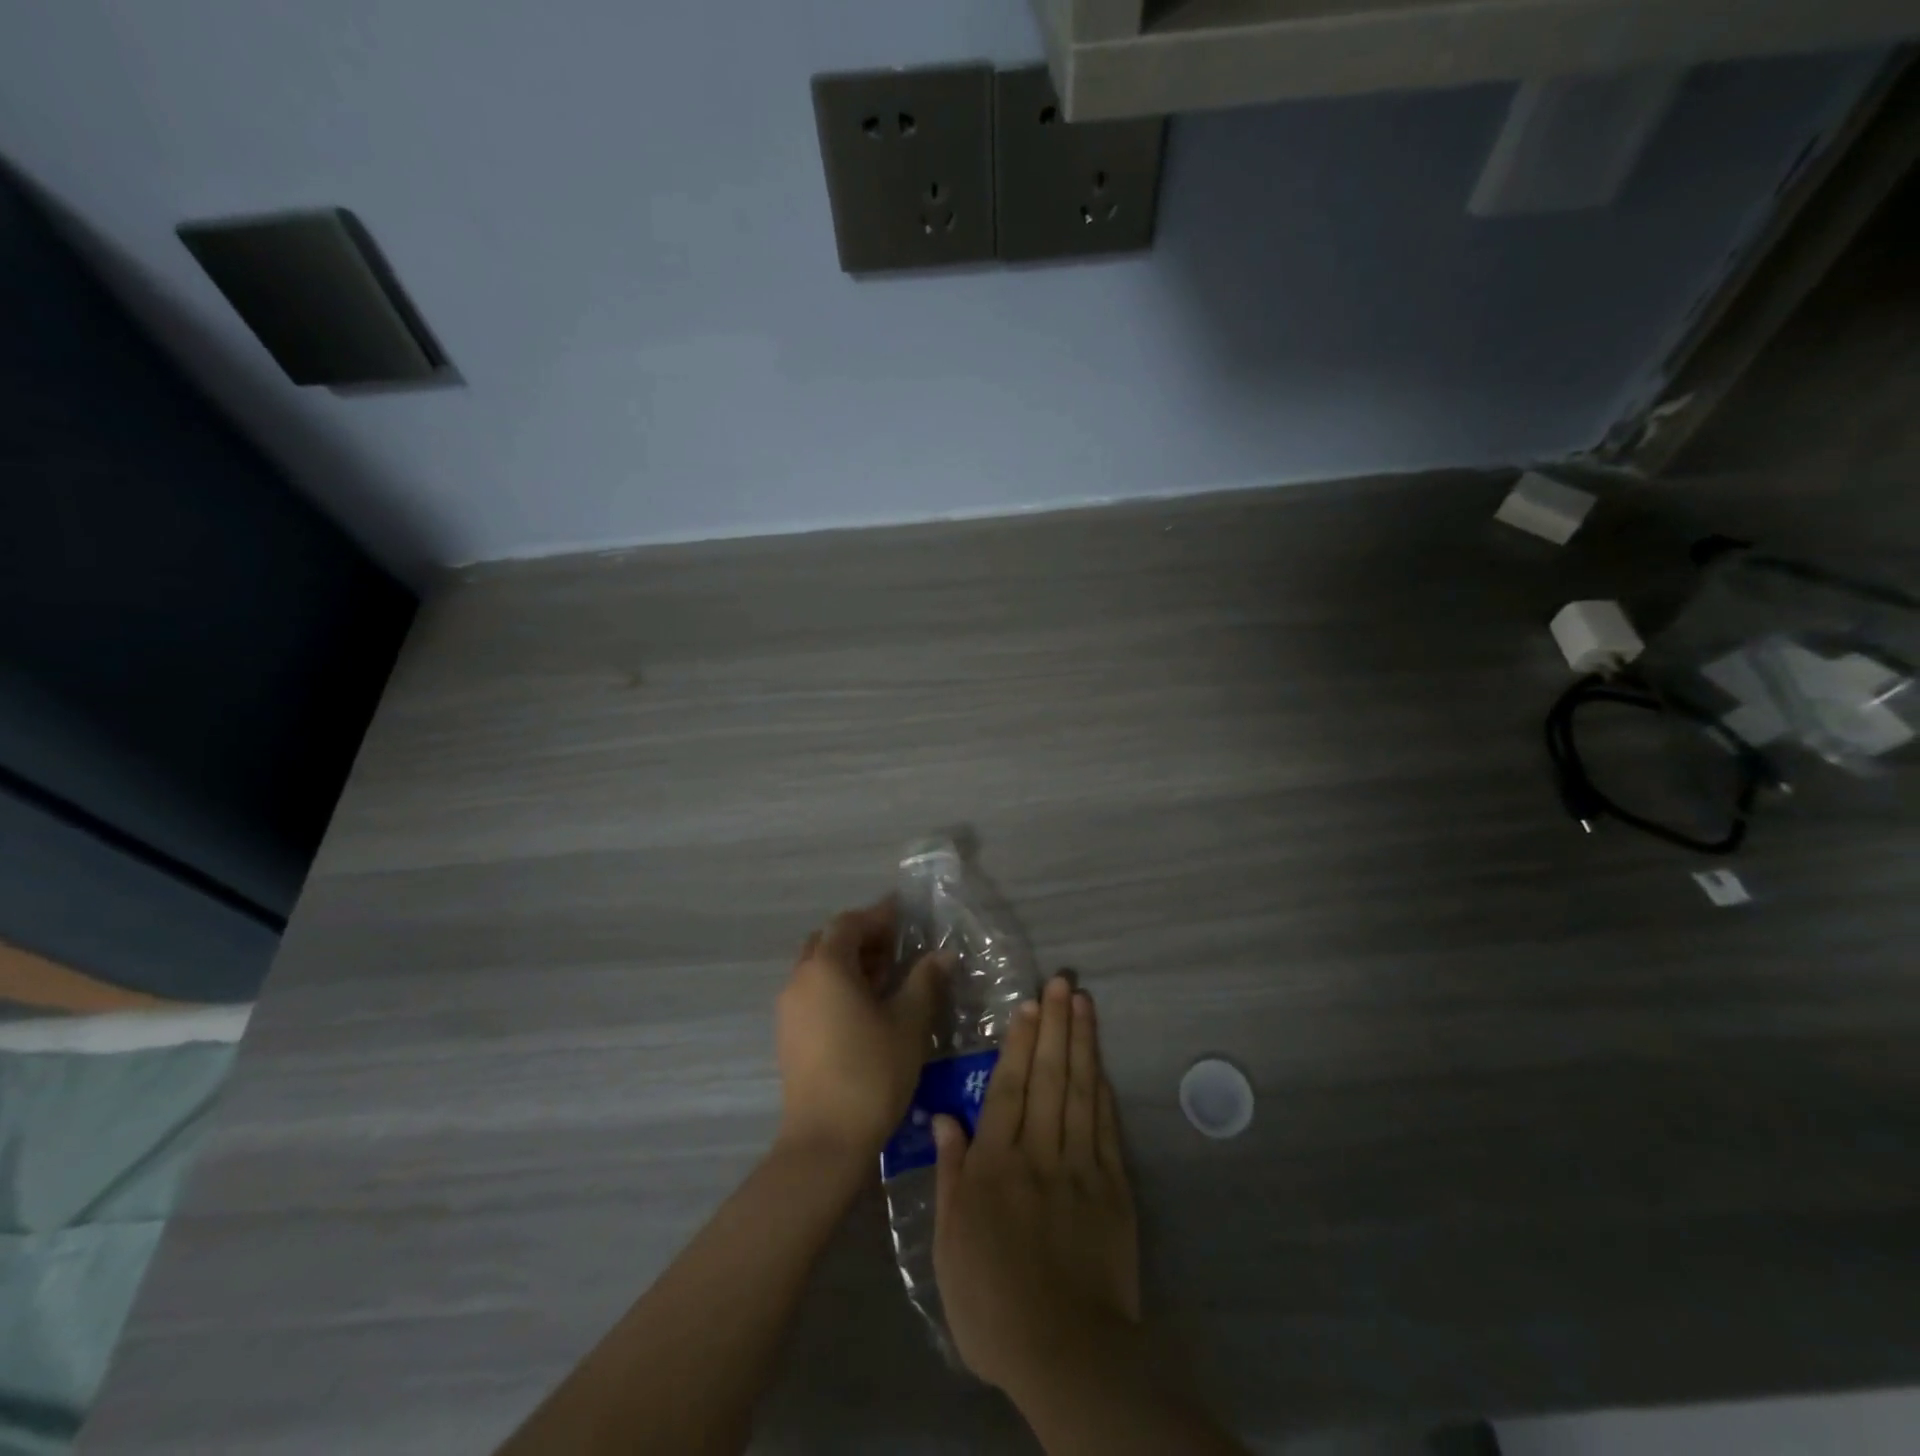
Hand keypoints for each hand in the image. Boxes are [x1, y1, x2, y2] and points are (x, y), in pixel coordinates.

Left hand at [776, 900, 945, 1162]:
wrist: (825, 1140)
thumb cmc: (872, 1072)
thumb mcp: (909, 1023)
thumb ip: (925, 981)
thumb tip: (942, 955)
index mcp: (827, 966)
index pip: (851, 923)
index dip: (879, 915)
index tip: (905, 914)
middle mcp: (800, 978)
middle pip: (830, 940)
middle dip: (862, 936)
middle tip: (897, 946)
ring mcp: (789, 1007)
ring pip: (818, 966)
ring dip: (849, 961)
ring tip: (886, 977)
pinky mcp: (788, 1033)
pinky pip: (812, 990)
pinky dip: (837, 985)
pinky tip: (865, 1006)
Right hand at [932, 974, 1141, 1397]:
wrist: (1065, 1353)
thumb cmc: (991, 1302)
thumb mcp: (949, 1243)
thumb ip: (950, 1174)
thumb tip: (944, 1117)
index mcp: (997, 1166)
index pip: (1009, 1089)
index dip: (1019, 1043)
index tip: (1029, 1004)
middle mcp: (1040, 1154)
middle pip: (1048, 1077)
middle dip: (1056, 1025)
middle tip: (1063, 982)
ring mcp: (1081, 1168)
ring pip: (1080, 1092)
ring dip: (1082, 1043)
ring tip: (1084, 1003)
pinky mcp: (1113, 1189)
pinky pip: (1107, 1129)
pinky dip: (1103, 1091)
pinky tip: (1101, 1063)